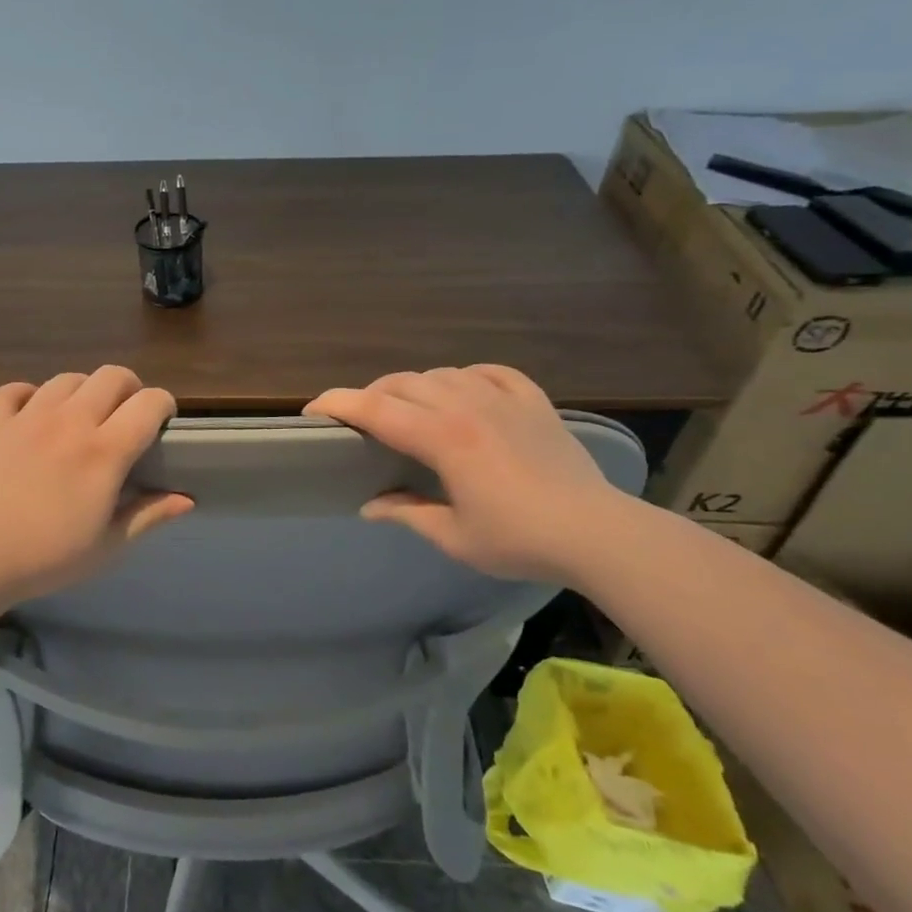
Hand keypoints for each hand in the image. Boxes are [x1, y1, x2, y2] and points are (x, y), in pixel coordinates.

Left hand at [0, 366, 193, 605]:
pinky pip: (13, 390)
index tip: (163, 424)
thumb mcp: (107, 546)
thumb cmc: (46, 557)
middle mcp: (70, 421)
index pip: (149, 403)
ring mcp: (28, 417)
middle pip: (111, 375)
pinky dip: (28, 395)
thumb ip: (148, 515)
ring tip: (81, 417)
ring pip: (67, 378)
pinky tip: (32, 414)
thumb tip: (187, 499)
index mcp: (104, 451)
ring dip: (83, 391)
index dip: (164, 405)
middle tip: (125, 417)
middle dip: (129, 388)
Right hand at [303, 364, 635, 581]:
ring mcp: (502, 398)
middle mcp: (466, 406)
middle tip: (361, 422)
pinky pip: (489, 371)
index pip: (375, 409)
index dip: (337, 404)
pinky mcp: (532, 400)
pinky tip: (463, 391)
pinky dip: (465, 376)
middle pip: (402, 383)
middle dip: (372, 396)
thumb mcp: (454, 537)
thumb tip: (370, 505)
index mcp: (442, 438)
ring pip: (441, 373)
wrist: (597, 532)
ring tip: (409, 409)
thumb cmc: (520, 540)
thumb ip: (407, 513)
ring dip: (414, 386)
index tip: (313, 411)